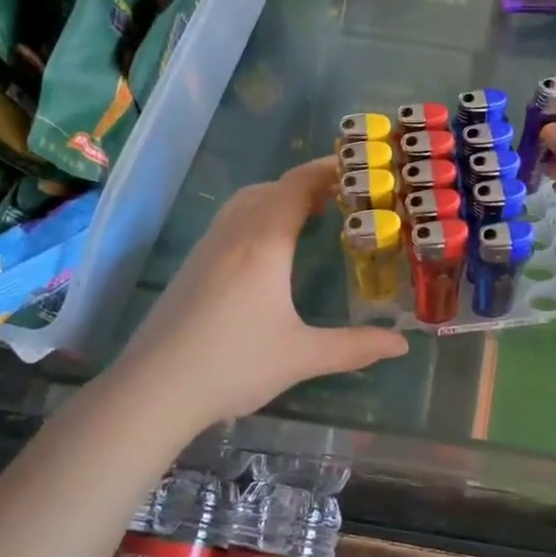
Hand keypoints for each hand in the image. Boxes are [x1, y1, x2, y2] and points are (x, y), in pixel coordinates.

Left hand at [113, 157, 408, 427]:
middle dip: (307, 184)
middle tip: (342, 197)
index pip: (297, 186)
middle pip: (272, 188)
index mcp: (264, 243)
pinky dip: (257, 215)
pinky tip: (266, 250)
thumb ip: (355, 347)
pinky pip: (230, 221)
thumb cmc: (233, 365)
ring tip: (308, 216)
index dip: (327, 170)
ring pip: (246, 202)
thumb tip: (402, 344)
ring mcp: (207, 248)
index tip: (357, 167)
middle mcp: (234, 234)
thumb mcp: (302, 356)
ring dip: (278, 197)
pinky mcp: (191, 266)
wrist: (153, 389)